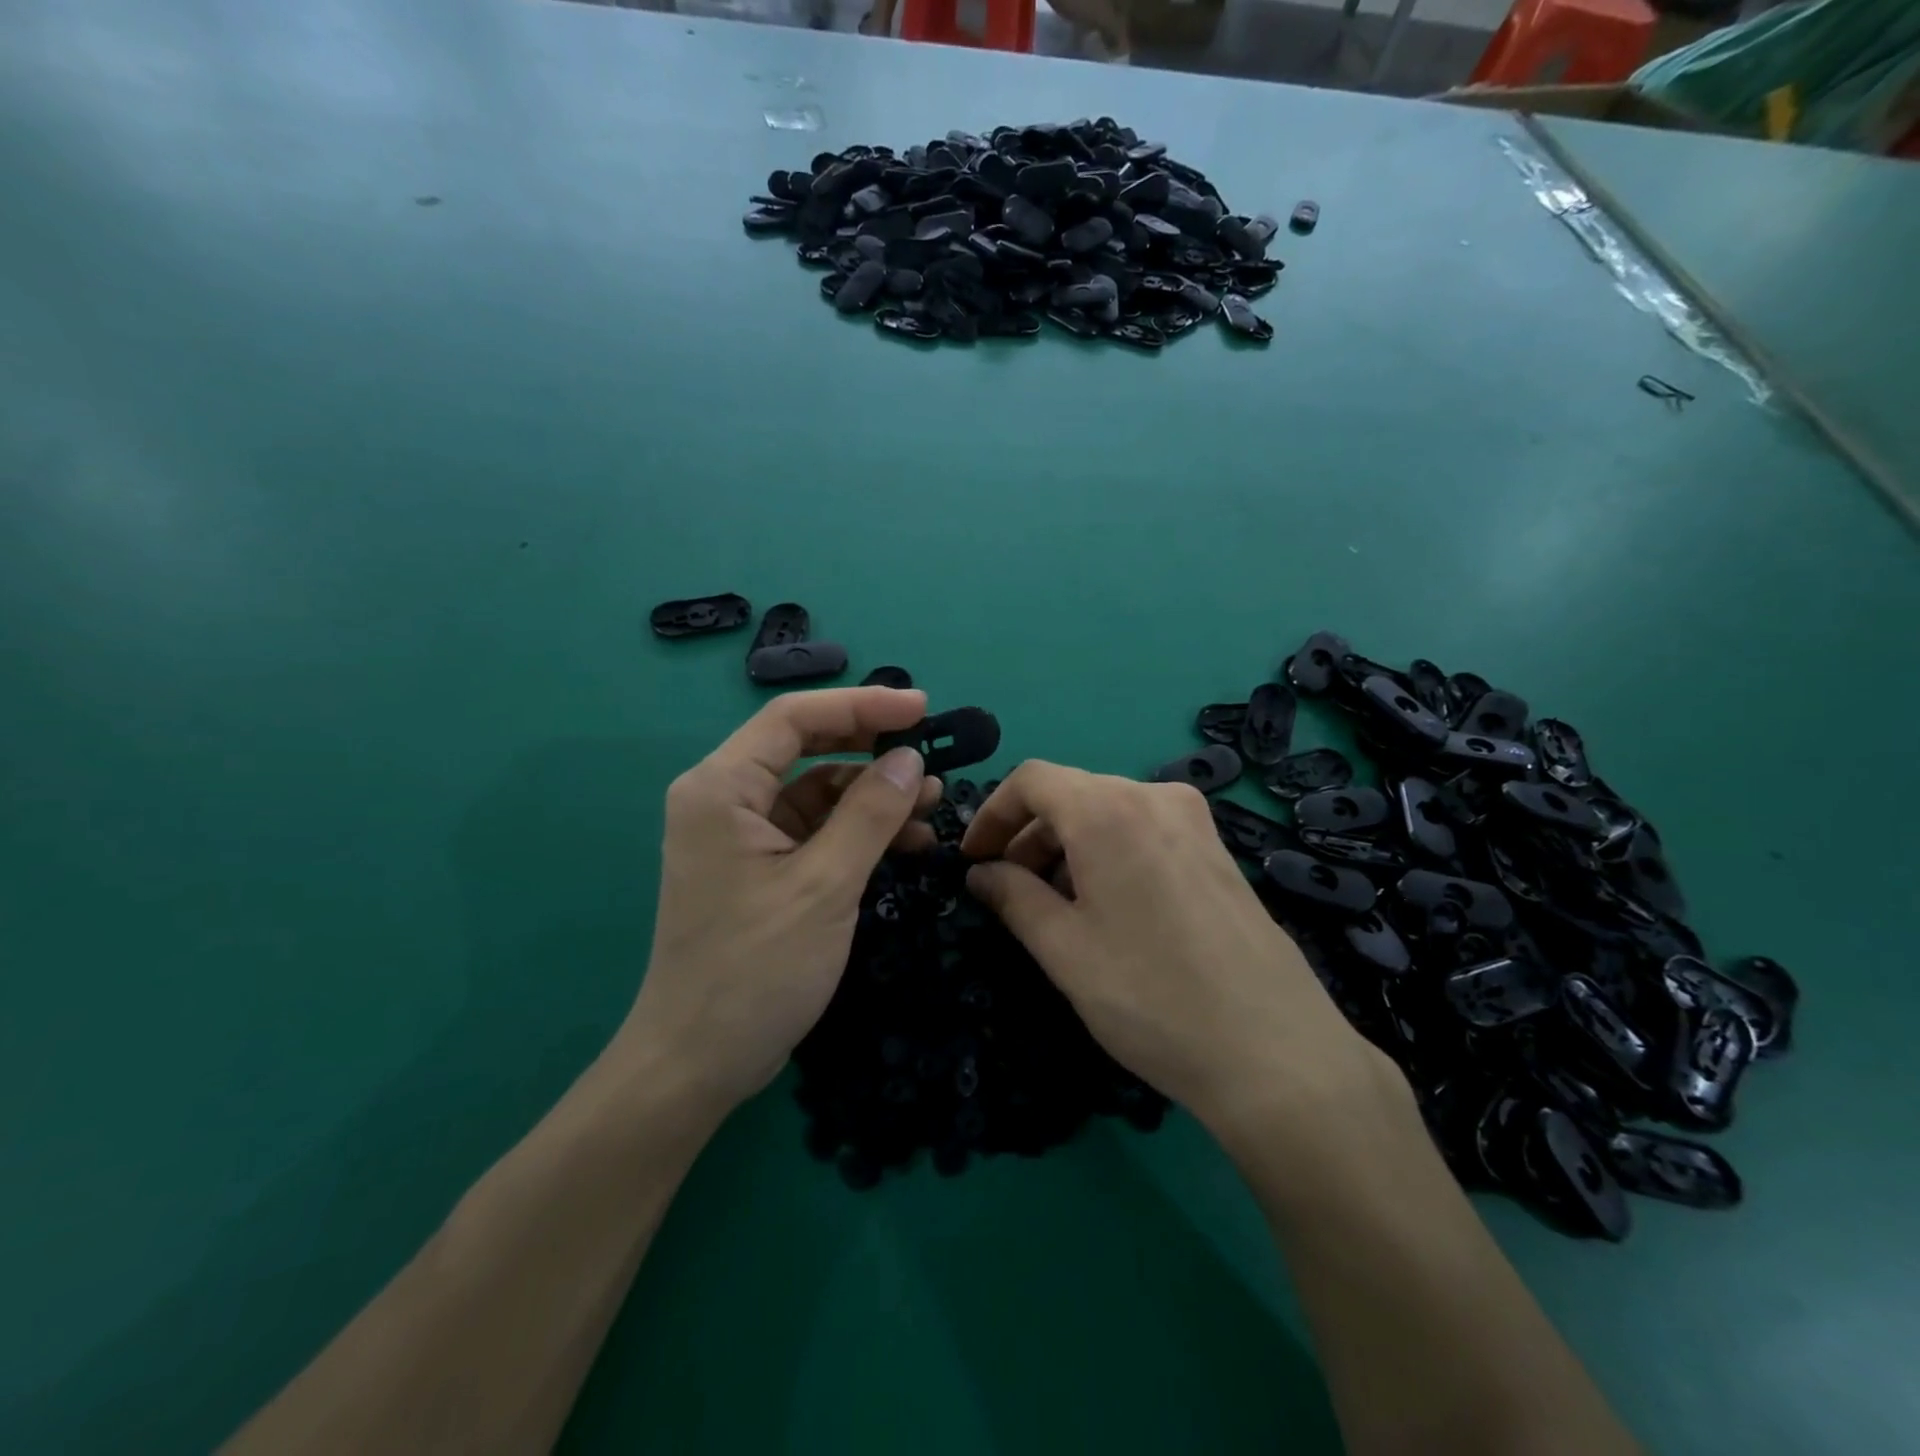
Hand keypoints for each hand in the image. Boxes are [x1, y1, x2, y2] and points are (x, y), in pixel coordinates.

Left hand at [623, 687, 940, 1118]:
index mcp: (722, 788)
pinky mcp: (762, 867)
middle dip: (871, 749)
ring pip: (818, 791)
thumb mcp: (824, 886)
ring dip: (873, 796)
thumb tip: (910, 758)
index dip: (861, 705)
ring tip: (932, 807)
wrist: (699, 1062)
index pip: (794, 718)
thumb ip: (870, 814)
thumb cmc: (755, 969)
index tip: (921, 709)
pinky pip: (817, 830)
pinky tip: (907, 843)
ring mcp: (743, 835)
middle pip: (807, 748)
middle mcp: (726, 799)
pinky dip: (859, 831)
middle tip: (931, 755)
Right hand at [961, 762, 1399, 1140]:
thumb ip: (1012, 898)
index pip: (1032, 780)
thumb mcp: (1064, 949)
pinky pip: (1144, 830)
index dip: (992, 814)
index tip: (972, 859)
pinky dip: (1107, 852)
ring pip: (1108, 812)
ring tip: (1054, 905)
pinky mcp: (1217, 849)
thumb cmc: (1150, 997)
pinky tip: (1106, 906)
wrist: (1274, 1052)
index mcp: (1109, 810)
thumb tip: (980, 873)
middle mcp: (1155, 796)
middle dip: (1028, 835)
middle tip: (1007, 890)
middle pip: (1071, 794)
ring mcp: (1194, 821)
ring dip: (1067, 846)